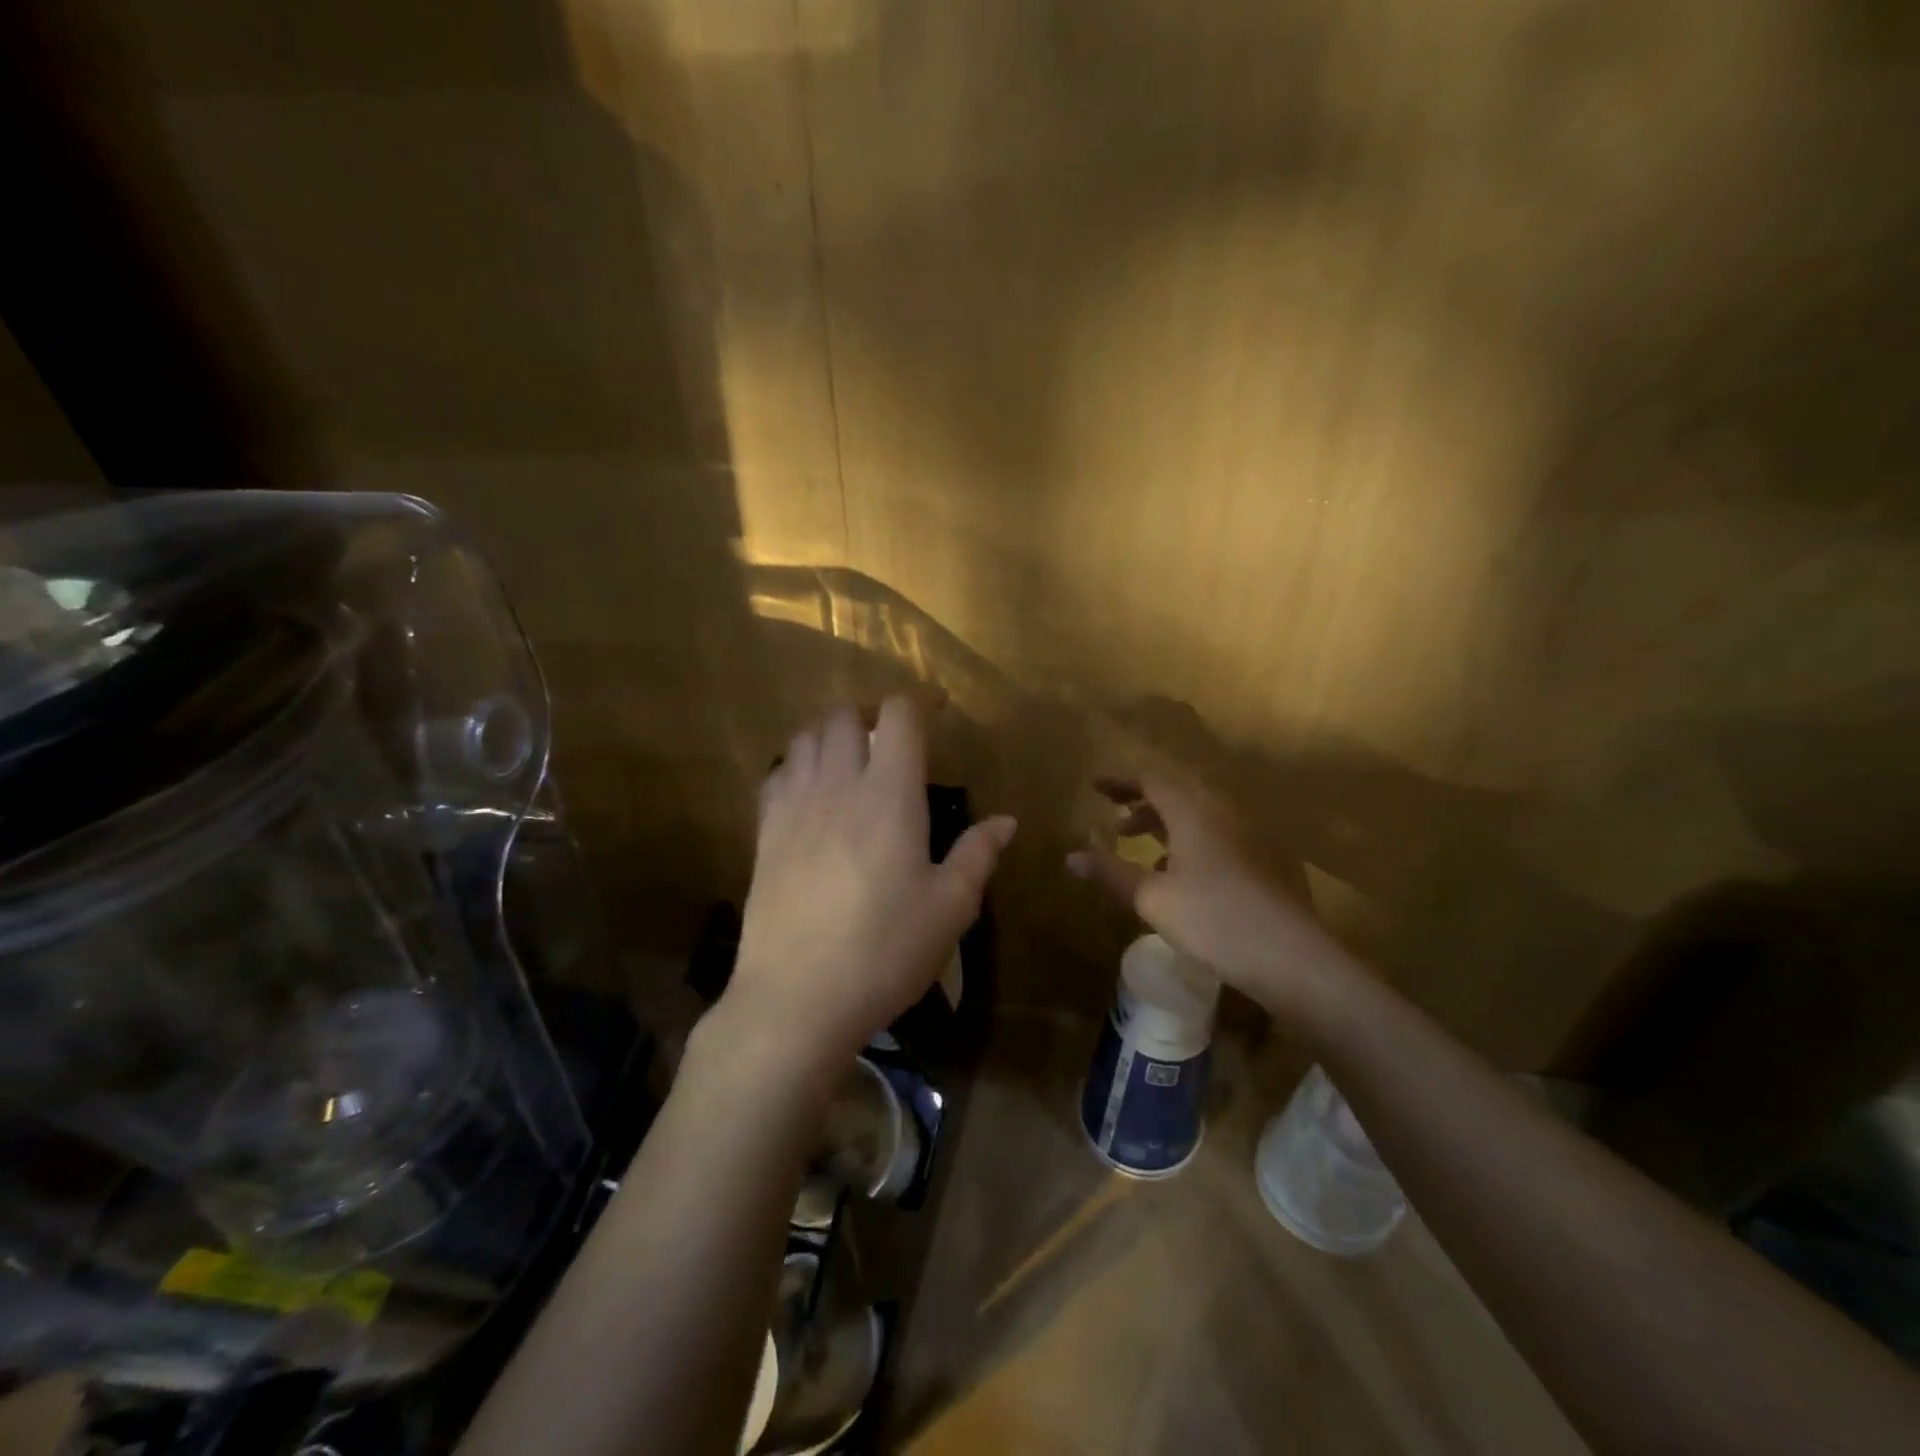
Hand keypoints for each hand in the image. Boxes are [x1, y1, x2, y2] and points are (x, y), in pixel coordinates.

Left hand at [722, 696, 1015, 1073]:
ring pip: (805, 739)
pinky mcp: (764, 833)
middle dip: (870, 716)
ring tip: (851, 764)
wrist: (798, 998)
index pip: (898, 717)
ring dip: (831, 737)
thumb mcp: (949, 908)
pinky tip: (810, 796)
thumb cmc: (886, 951)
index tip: (936, 715)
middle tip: (891, 744)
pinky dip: (796, 768)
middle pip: (844, 716)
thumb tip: (1007, 821)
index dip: (918, 705)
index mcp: (890, 795)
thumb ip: (978, 854)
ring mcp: (794, 806)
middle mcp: (838, 785)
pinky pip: (776, 775)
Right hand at [1067, 769, 1346, 1022]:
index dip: (1121, 782)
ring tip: (1142, 848)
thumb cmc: (1214, 920)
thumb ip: (1110, 872)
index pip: (1152, 780)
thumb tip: (1070, 856)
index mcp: (1194, 812)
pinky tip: (1181, 875)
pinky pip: (1217, 835)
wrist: (1292, 957)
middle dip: (1143, 802)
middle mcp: (1223, 814)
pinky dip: (1190, 841)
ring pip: (1199, 815)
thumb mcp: (1151, 898)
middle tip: (1116, 818)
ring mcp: (1248, 837)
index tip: (1095, 787)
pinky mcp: (1263, 861)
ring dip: (1166, 823)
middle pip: (1178, 793)